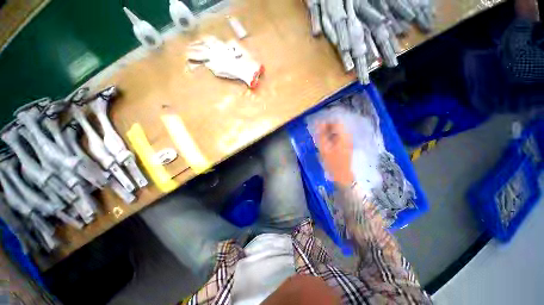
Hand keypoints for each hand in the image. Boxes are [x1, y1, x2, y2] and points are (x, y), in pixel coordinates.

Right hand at [316, 122, 353, 186]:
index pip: (337, 122)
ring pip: (338, 132)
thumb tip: (319, 123)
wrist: (342, 175)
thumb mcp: (324, 148)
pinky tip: (326, 144)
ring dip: (329, 133)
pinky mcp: (346, 146)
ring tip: (321, 139)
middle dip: (327, 127)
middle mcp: (347, 137)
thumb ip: (321, 135)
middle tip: (318, 133)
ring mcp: (348, 142)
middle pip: (338, 126)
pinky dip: (331, 138)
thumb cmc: (332, 162)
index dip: (327, 122)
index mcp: (343, 136)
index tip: (319, 127)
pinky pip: (338, 137)